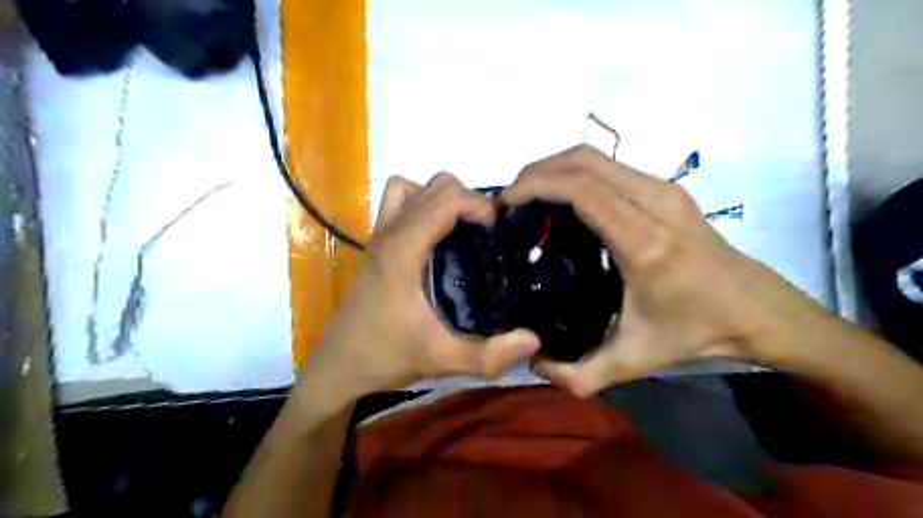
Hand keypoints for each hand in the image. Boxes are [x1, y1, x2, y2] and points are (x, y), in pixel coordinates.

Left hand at [295, 173, 542, 412]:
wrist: (339, 365)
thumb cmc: (385, 357)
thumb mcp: (441, 360)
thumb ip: (489, 355)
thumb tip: (535, 340)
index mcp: (402, 251)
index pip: (446, 199)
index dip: (479, 206)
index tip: (498, 233)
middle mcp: (389, 233)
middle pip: (435, 185)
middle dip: (469, 200)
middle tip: (487, 235)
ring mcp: (378, 234)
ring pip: (413, 187)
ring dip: (442, 199)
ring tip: (461, 230)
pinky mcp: (375, 243)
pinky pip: (398, 202)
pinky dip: (420, 204)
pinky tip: (434, 237)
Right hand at [501, 146, 825, 395]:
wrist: (757, 309)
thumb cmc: (697, 331)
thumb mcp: (634, 361)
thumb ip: (580, 374)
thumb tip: (534, 363)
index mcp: (644, 242)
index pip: (581, 190)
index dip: (536, 186)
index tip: (506, 203)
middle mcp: (655, 203)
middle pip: (583, 160)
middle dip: (537, 171)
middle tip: (510, 199)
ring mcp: (664, 190)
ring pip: (596, 157)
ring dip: (555, 168)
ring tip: (529, 197)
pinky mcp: (667, 189)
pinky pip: (610, 167)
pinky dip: (577, 173)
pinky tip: (563, 200)